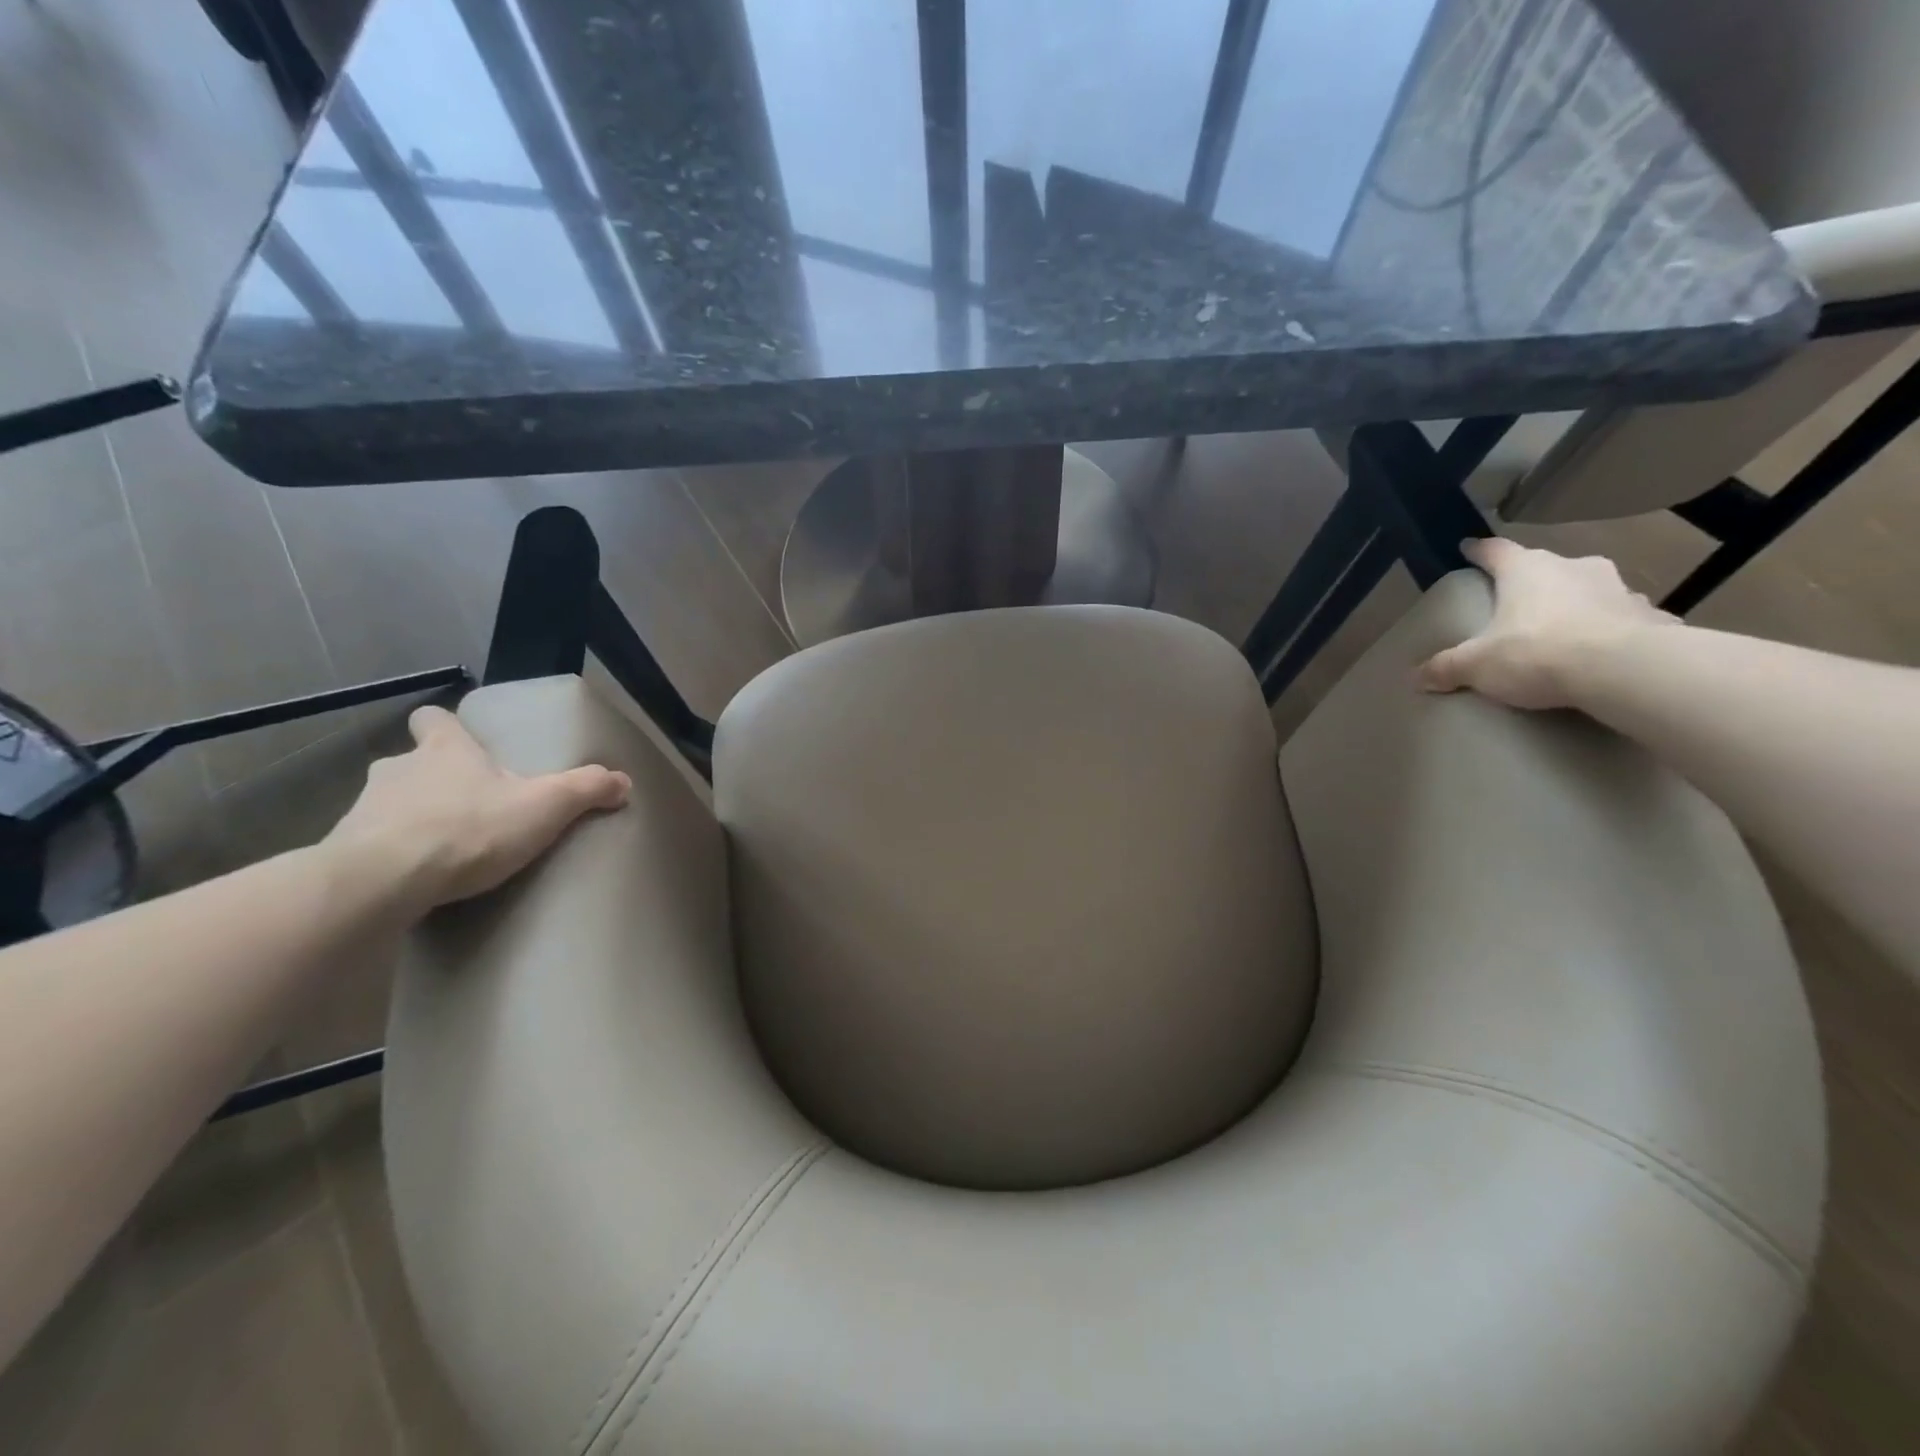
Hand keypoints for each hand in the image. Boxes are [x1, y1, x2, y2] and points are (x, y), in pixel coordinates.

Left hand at [322, 705, 630, 919]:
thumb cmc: (468, 830)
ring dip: (411, 817)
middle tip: (466, 804)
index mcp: (444, 750)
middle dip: (435, 779)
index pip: (432, 719)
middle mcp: (398, 769)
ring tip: (441, 846)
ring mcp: (363, 809)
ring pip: (389, 803)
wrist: (380, 882)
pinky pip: (370, 845)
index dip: (445, 726)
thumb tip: (624, 780)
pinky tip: (413, 877)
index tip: (460, 741)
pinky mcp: (344, 851)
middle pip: (412, 762)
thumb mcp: (545, 807)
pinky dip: (391, 855)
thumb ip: (586, 789)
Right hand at [1419, 538, 1675, 709]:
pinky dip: (1613, 630)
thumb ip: (1446, 667)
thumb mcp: (1477, 665)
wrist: (1625, 670)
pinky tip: (1608, 651)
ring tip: (1565, 629)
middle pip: (1547, 567)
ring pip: (1591, 590)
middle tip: (1518, 602)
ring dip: (1578, 603)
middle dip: (1533, 581)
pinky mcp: (1652, 617)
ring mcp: (1620, 589)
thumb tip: (1415, 676)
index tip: (1468, 548)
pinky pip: (1626, 620)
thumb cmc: (1537, 652)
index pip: (1496, 550)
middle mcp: (1574, 568)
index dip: (1479, 551)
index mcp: (1527, 570)